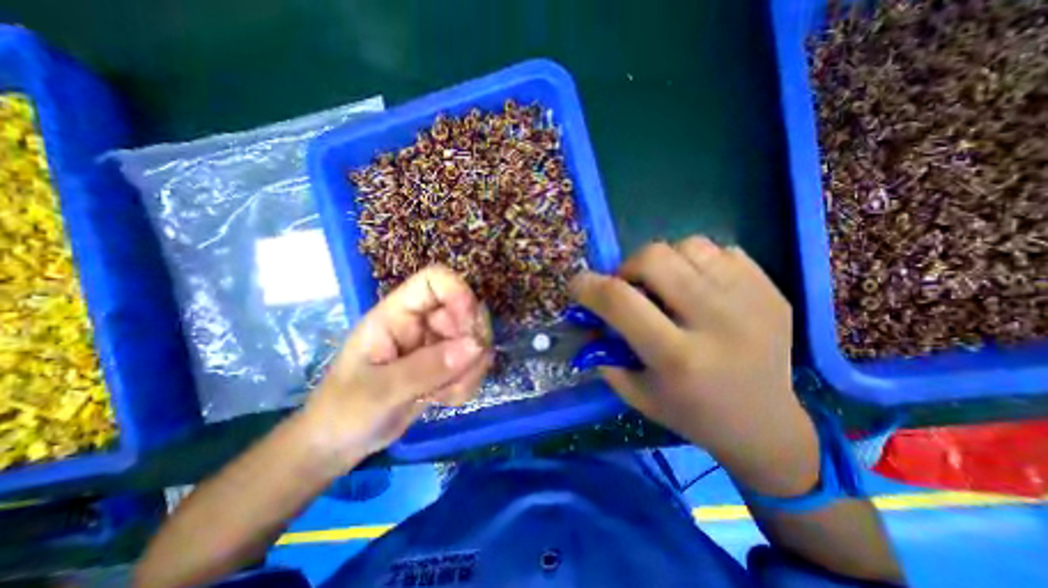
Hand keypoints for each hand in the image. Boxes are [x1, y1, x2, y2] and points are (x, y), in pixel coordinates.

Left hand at [301, 266, 493, 463]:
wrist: (339, 443)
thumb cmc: (343, 411)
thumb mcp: (379, 392)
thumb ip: (428, 368)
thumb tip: (476, 346)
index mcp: (396, 314)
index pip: (435, 281)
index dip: (459, 294)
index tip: (470, 328)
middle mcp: (420, 322)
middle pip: (466, 310)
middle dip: (472, 343)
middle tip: (462, 374)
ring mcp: (434, 343)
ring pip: (475, 340)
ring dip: (470, 370)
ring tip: (443, 395)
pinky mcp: (444, 364)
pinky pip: (473, 364)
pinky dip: (467, 383)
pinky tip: (443, 399)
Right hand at [572, 237, 816, 496]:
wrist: (765, 423)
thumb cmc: (690, 413)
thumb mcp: (634, 391)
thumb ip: (603, 350)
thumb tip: (587, 313)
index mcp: (677, 357)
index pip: (620, 300)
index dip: (588, 285)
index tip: (578, 286)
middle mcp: (717, 321)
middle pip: (654, 257)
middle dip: (627, 268)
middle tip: (630, 288)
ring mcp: (751, 299)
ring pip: (688, 245)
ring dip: (664, 262)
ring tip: (667, 287)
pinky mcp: (770, 289)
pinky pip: (720, 250)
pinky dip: (697, 262)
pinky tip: (699, 288)